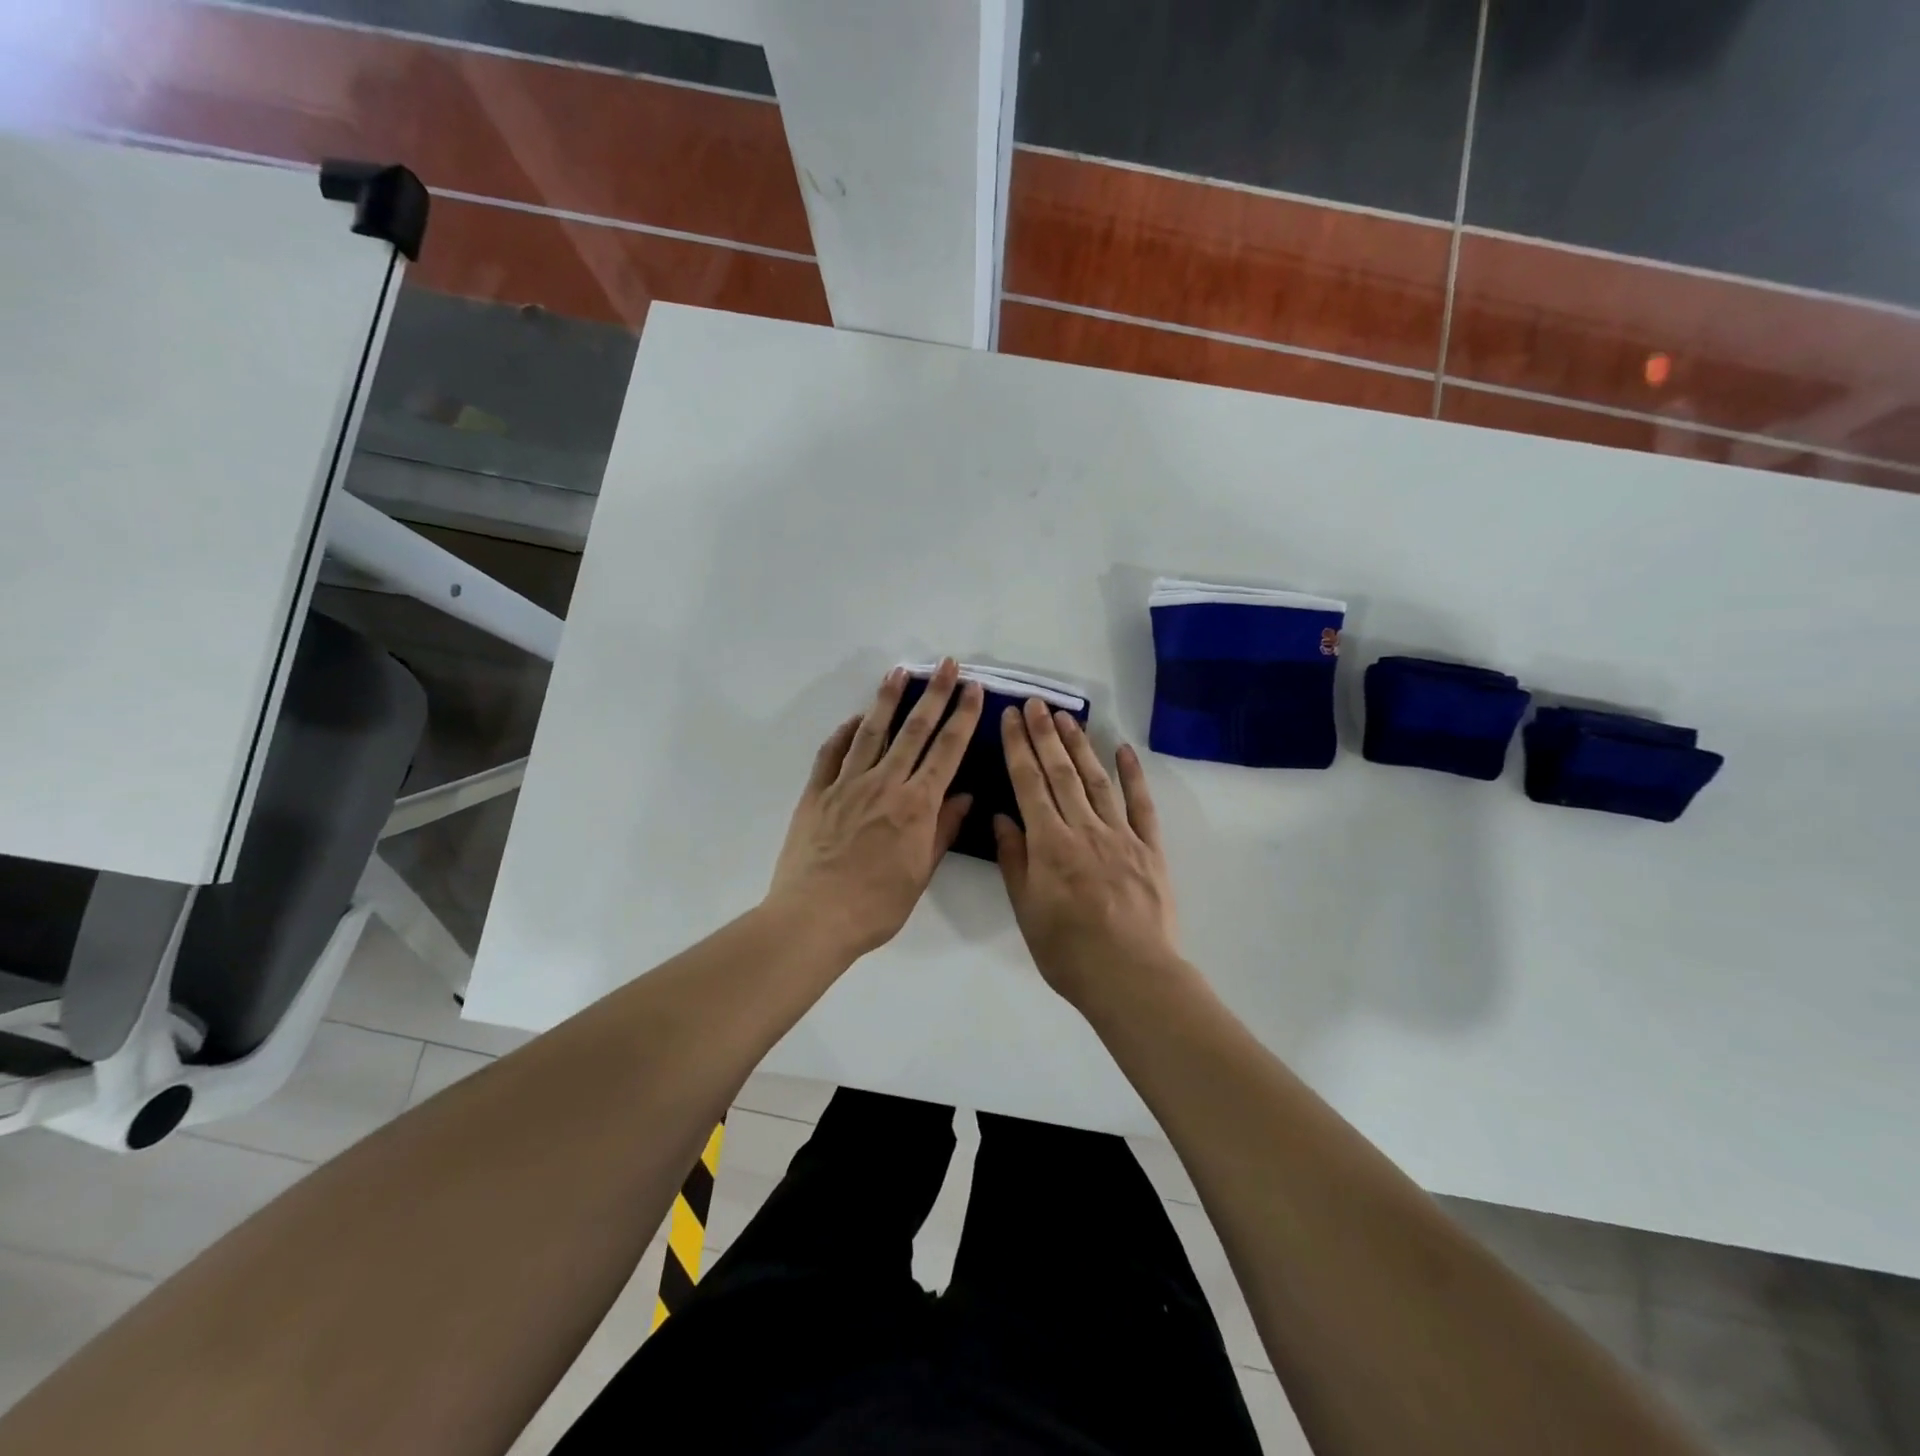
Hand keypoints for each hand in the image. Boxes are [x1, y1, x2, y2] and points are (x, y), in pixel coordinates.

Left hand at [767, 660, 983, 959]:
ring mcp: (847, 784)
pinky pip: (832, 753)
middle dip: (934, 694)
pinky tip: (856, 719)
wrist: (815, 917)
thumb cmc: (876, 905)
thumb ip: (942, 830)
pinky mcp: (817, 793)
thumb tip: (964, 797)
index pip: (946, 751)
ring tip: (899, 672)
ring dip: (888, 699)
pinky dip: (845, 732)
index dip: (962, 717)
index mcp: (916, 805)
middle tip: (946, 665)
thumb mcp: (921, 872)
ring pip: (872, 732)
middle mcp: (884, 784)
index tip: (972, 690)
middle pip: (914, 730)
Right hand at [994, 700, 1180, 1007]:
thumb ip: (1015, 860)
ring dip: (1080, 745)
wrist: (1131, 977)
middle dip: (1046, 734)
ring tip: (1067, 716)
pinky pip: (1141, 804)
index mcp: (1050, 844)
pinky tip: (1123, 749)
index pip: (1029, 783)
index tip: (1011, 717)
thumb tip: (1002, 817)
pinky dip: (1132, 774)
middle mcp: (1084, 828)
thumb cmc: (1068, 951)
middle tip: (1035, 703)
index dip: (1019, 747)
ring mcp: (1121, 835)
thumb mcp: (1026, 910)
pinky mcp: (1150, 848)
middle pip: (1061, 772)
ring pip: (1096, 780)